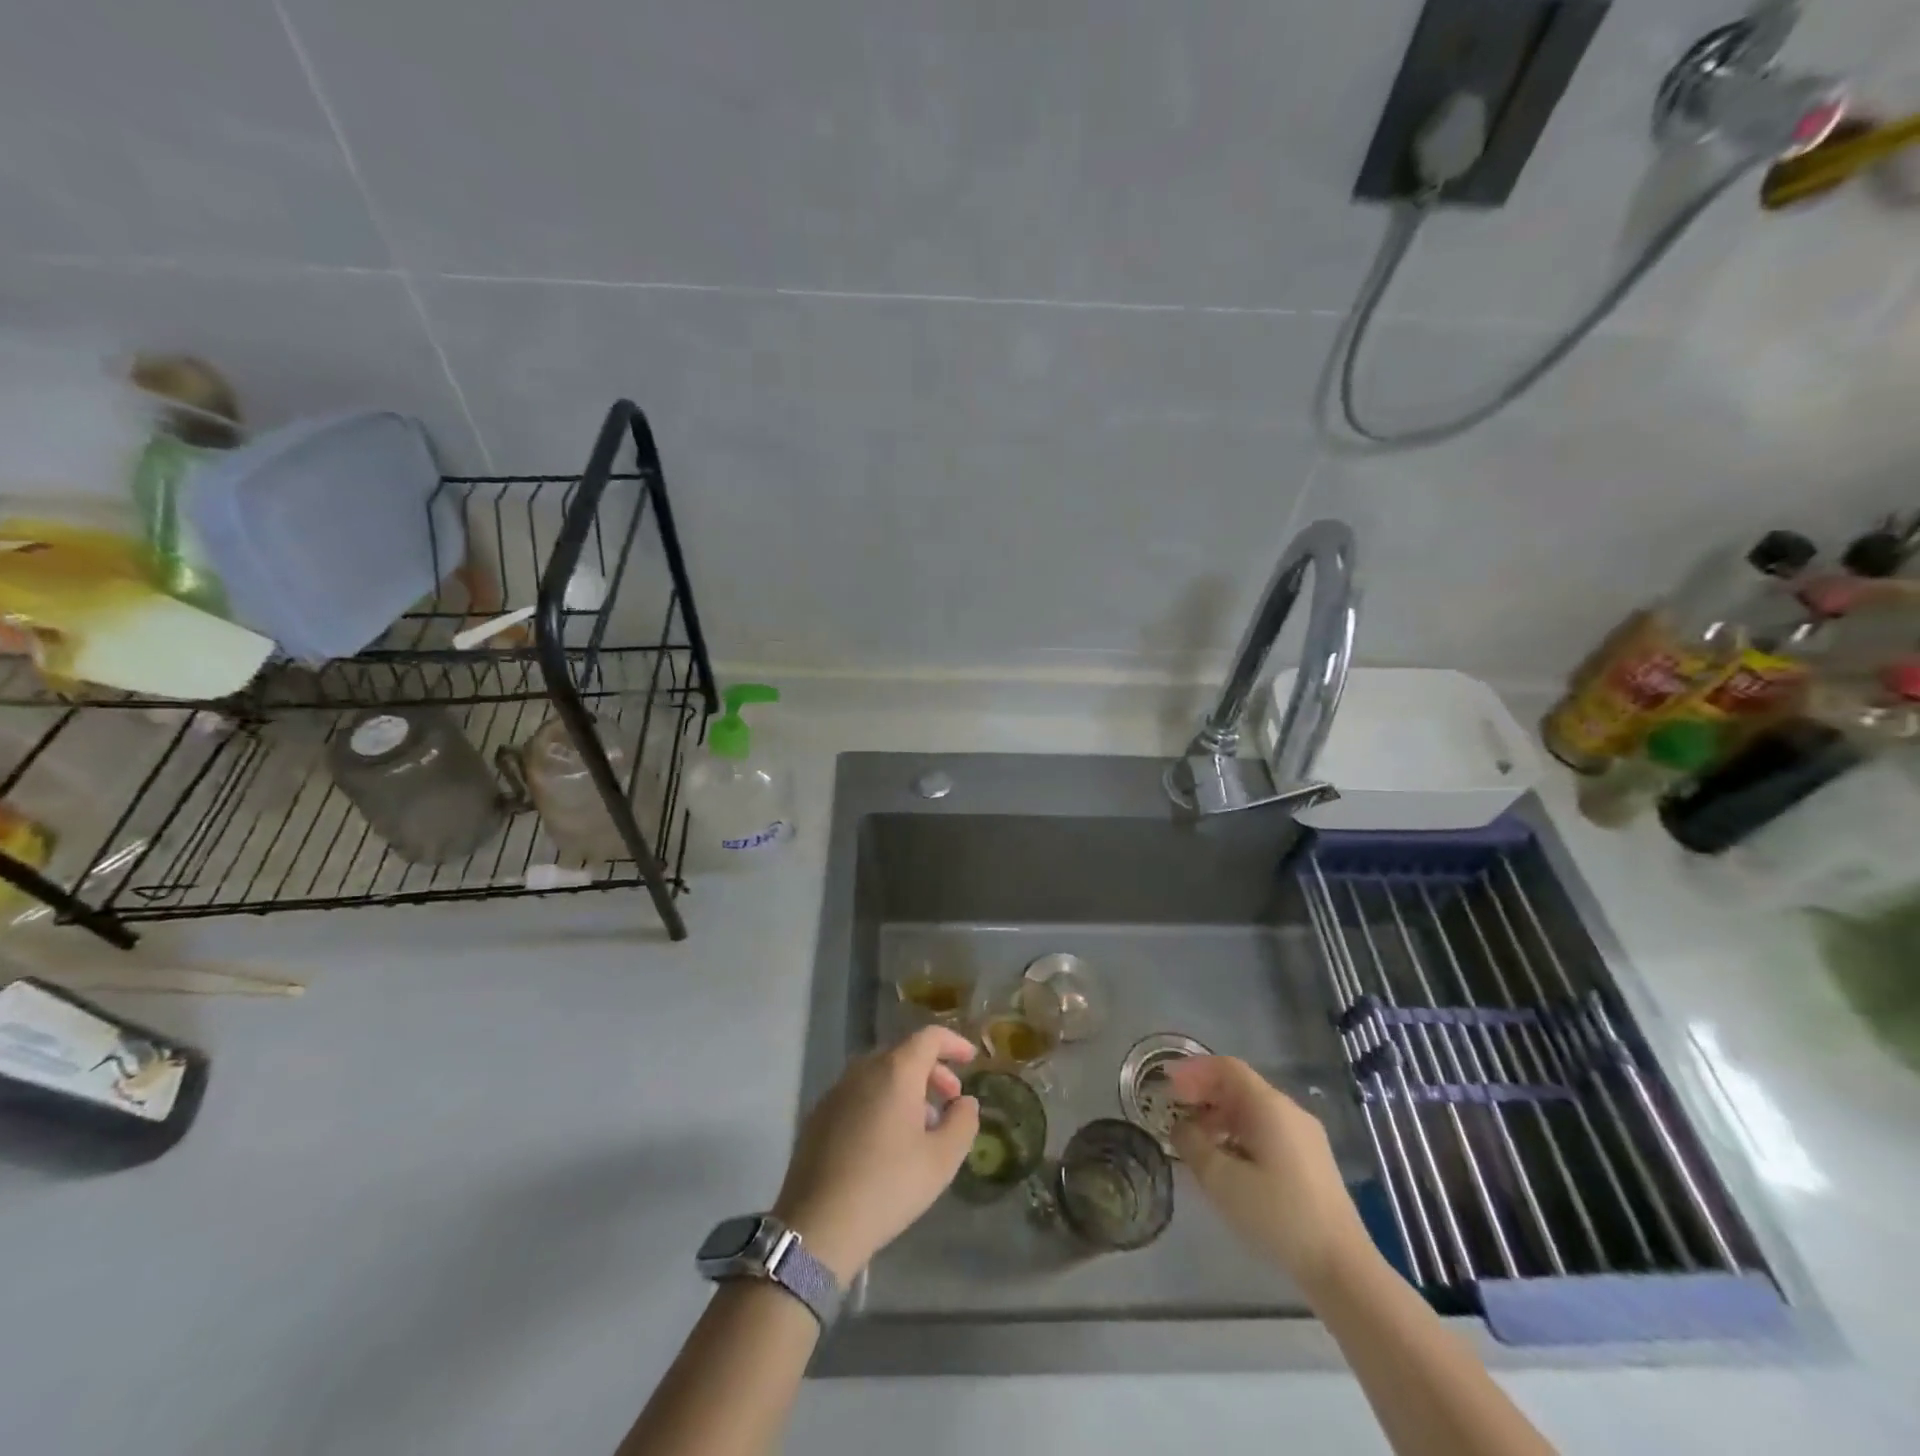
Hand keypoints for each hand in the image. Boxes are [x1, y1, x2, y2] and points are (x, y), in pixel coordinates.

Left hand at [772, 1027, 979, 1280]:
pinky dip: (881, 1101)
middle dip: (932, 1070)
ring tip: (922, 1125)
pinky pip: (859, 1093)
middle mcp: (863, 1069)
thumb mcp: (941, 1160)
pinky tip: (886, 1140)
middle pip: (904, 1054)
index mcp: (895, 1071)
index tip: (971, 1059)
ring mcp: (837, 1091)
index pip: (929, 1037)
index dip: (953, 1043)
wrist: (819, 1225)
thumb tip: (965, 1102)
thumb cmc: (888, 1186)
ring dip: (907, 1088)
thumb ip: (963, 1122)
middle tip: (950, 1099)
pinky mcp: (819, 1114)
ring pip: (880, 1074)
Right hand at [1166, 1056, 1373, 1289]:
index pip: (1226, 1068)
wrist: (1342, 1267)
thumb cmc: (1278, 1216)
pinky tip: (1227, 1161)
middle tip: (1175, 1110)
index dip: (1193, 1070)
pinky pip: (1267, 1130)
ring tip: (1195, 1140)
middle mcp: (1289, 1111)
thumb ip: (1193, 1145)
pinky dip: (1239, 1133)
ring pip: (1253, 1110)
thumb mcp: (1222, 1180)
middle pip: (1240, 1086)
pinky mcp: (1311, 1161)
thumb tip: (1180, 1126)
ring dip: (1220, 1116)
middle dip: (1204, 1093)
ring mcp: (1305, 1136)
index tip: (1166, 1083)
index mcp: (1269, 1106)